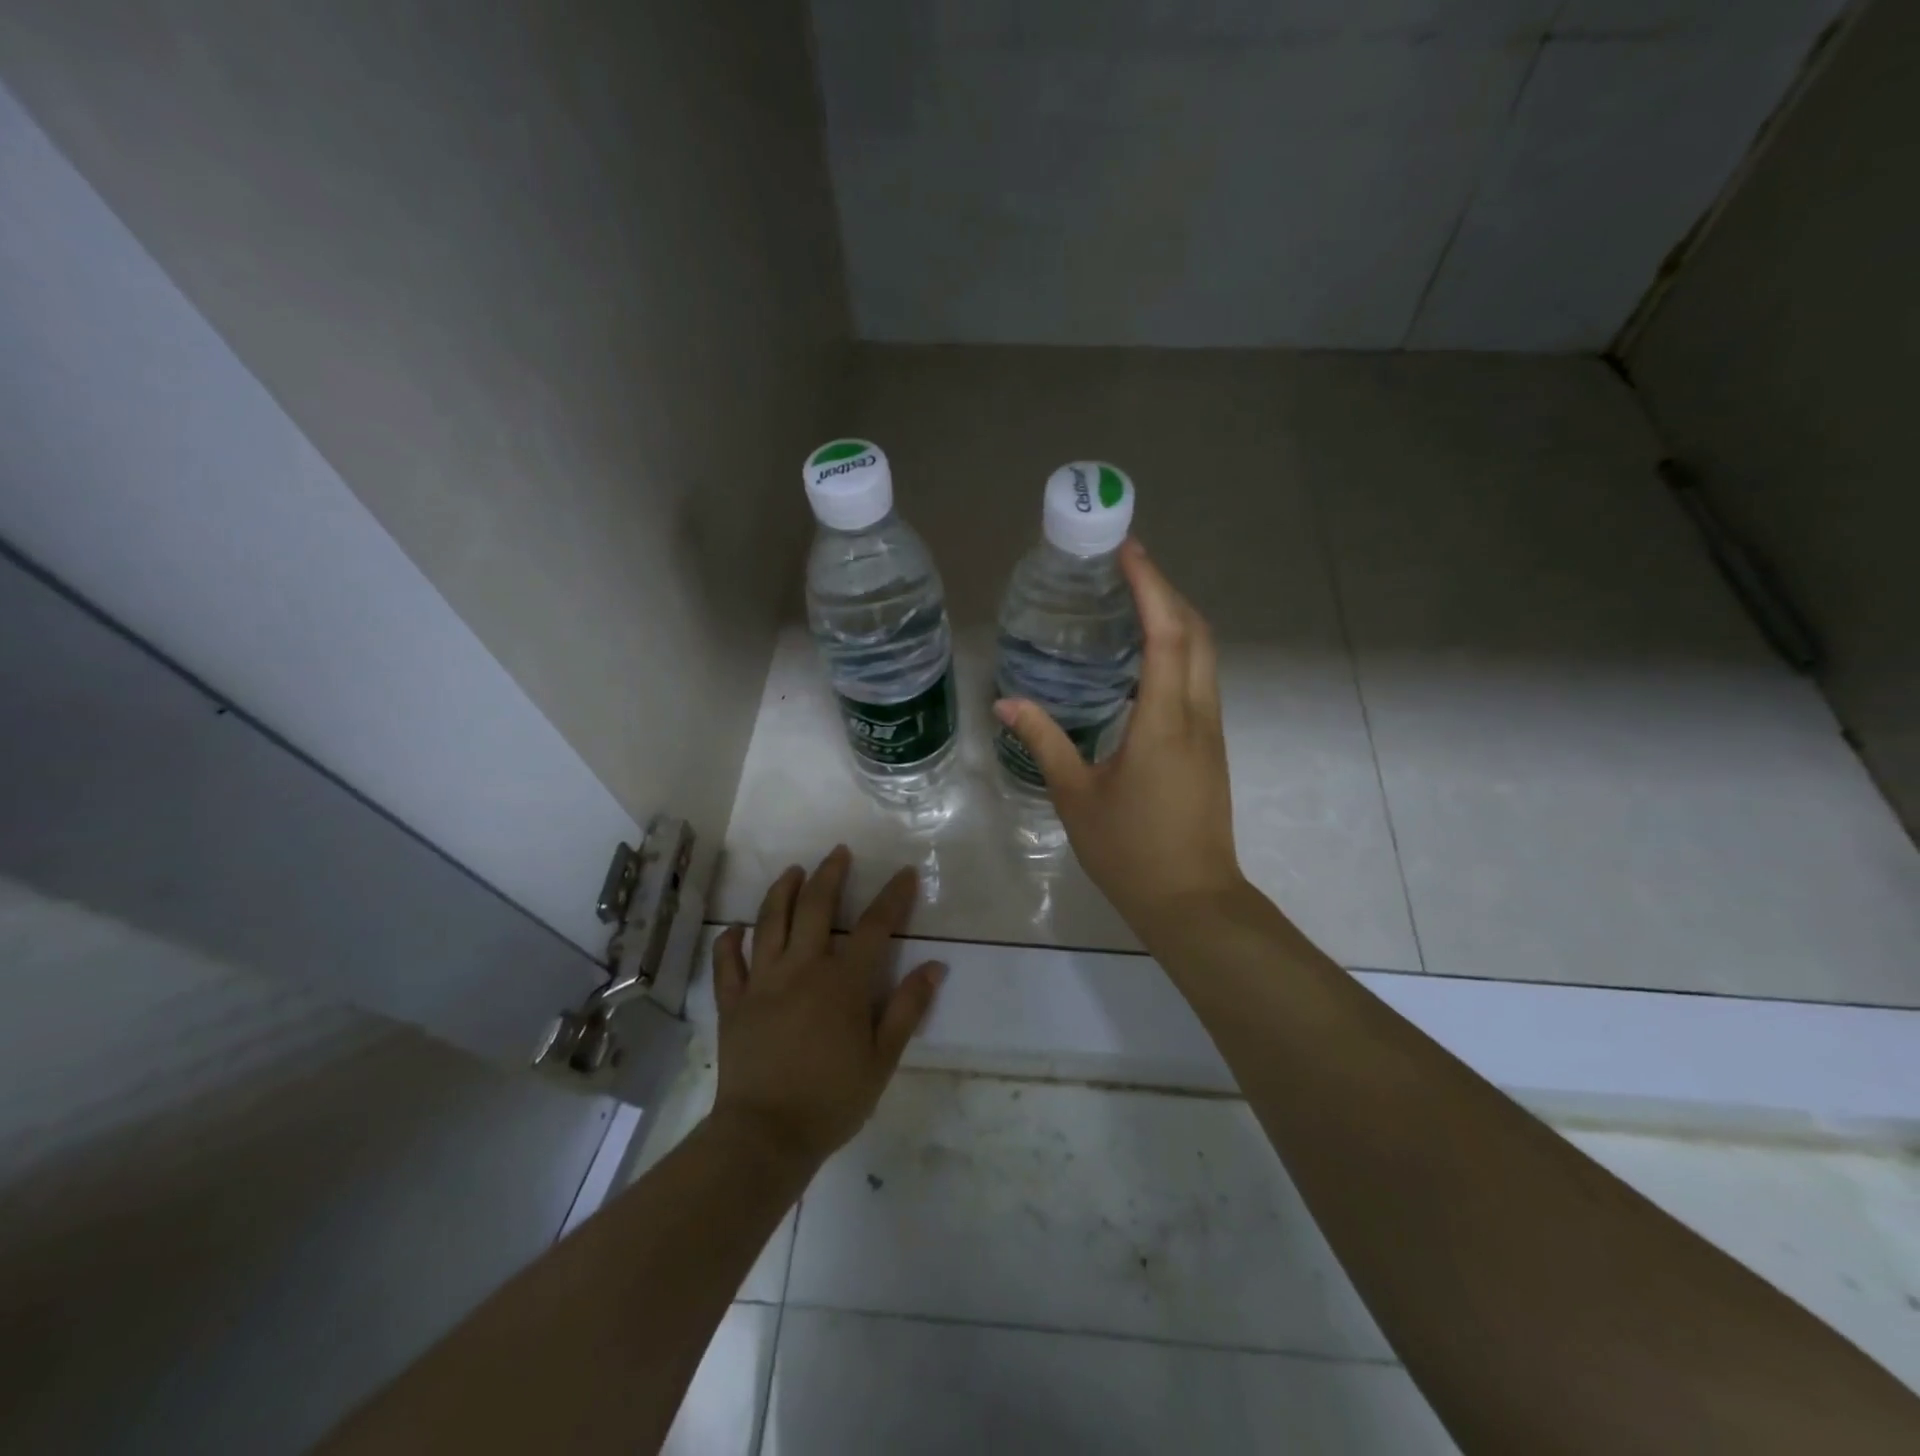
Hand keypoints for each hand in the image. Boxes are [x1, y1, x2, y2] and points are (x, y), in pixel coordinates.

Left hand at [709, 847, 944, 1173]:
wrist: (766, 1136)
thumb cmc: (833, 1100)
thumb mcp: (883, 1059)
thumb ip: (908, 1008)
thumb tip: (934, 966)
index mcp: (843, 982)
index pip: (875, 927)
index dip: (893, 896)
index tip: (905, 873)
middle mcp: (802, 968)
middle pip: (817, 907)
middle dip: (831, 874)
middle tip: (838, 852)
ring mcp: (763, 982)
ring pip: (770, 922)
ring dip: (783, 890)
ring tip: (793, 870)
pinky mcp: (734, 1003)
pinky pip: (727, 964)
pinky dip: (730, 942)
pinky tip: (736, 928)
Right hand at [994, 539, 1246, 938]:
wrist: (1191, 900)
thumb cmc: (1130, 850)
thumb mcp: (1075, 795)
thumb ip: (1044, 741)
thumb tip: (1006, 703)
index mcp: (1163, 720)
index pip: (1167, 633)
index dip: (1151, 585)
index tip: (1128, 550)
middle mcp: (1196, 714)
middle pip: (1195, 633)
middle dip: (1166, 591)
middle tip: (1126, 568)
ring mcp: (1210, 730)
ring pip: (1203, 655)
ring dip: (1175, 619)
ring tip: (1132, 601)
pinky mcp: (1210, 746)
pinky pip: (1198, 680)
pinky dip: (1177, 651)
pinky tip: (1141, 660)